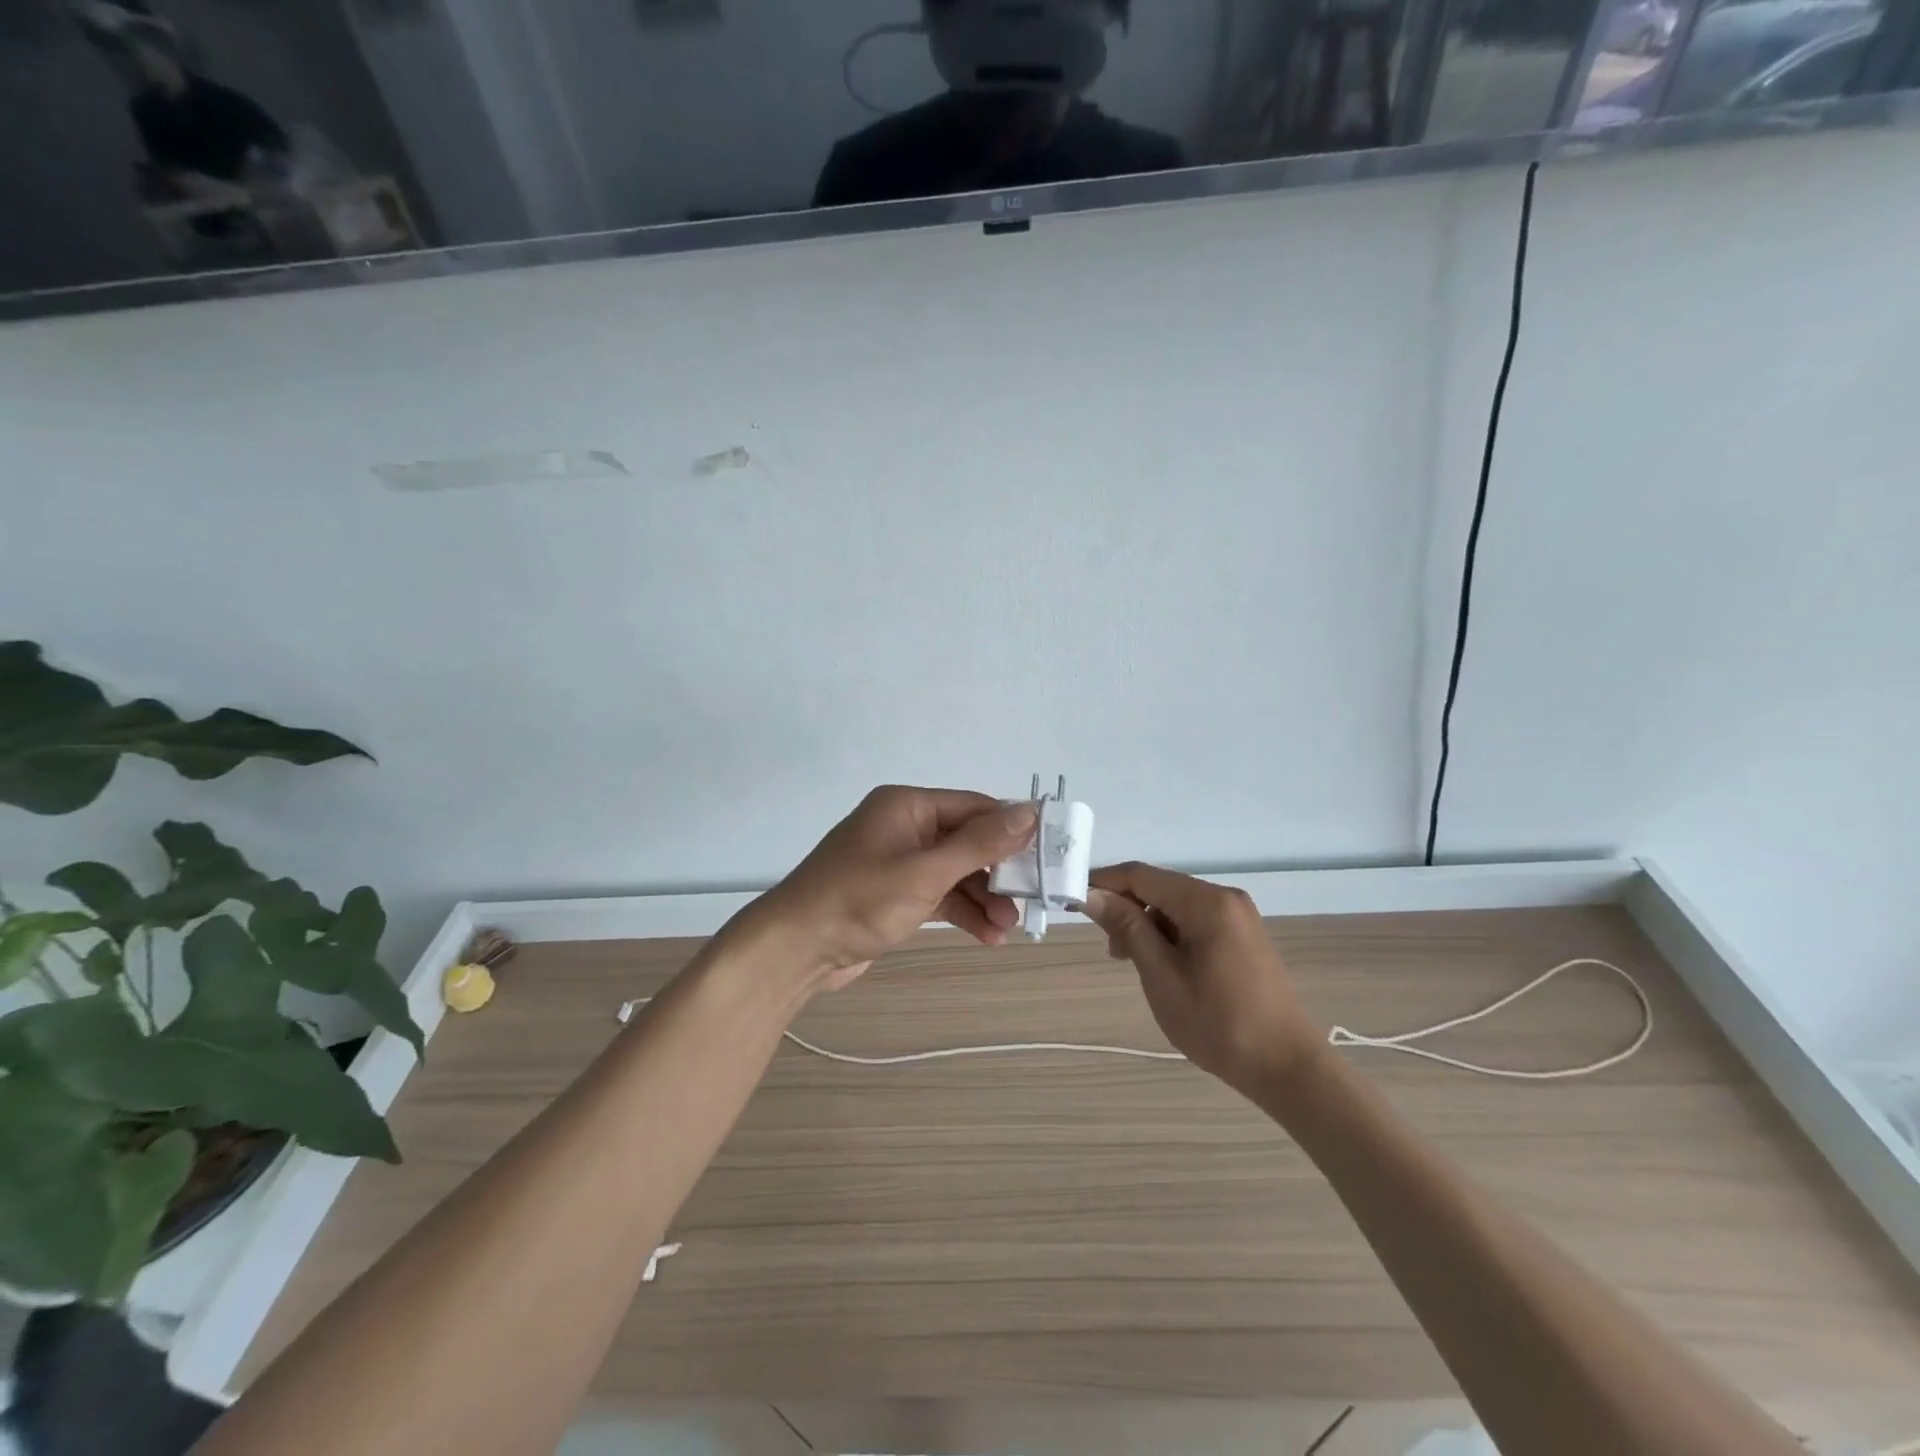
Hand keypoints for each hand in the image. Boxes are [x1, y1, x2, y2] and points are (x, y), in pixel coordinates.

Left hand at [731, 786, 1038, 992]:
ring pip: (956, 873)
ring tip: (1009, 927)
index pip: (974, 807)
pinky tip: (987, 936)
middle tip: (1031, 898)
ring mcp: (899, 862)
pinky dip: (962, 912)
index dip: (1012, 828)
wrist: (795, 950)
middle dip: (998, 872)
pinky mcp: (895, 895)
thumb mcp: (924, 871)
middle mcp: (905, 827)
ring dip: (984, 898)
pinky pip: (940, 895)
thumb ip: (979, 843)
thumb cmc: (859, 900)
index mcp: (908, 806)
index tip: (1048, 853)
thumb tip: (1029, 811)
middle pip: (968, 841)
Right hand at [1082, 863, 1321, 1093]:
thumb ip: (1127, 929)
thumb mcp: (1162, 977)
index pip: (1141, 875)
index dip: (1104, 883)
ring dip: (1147, 925)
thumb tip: (1092, 895)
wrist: (1286, 1067)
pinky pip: (1194, 919)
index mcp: (1206, 902)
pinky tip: (1164, 965)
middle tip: (1112, 951)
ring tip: (1136, 965)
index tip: (1073, 903)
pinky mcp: (1243, 934)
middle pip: (1159, 887)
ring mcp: (1238, 915)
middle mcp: (1224, 897)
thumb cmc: (1218, 1024)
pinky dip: (1170, 934)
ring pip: (1175, 905)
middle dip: (1127, 909)